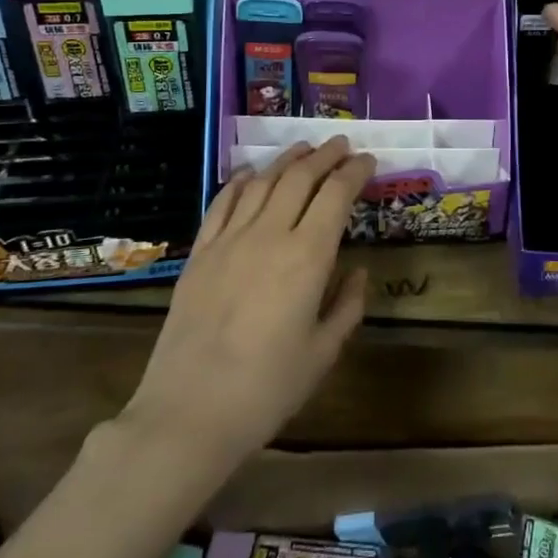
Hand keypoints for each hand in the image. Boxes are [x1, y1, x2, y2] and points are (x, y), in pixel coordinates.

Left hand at [118, 139, 372, 467]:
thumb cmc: (266, 389)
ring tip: (304, 148)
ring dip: (287, 160)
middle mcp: (269, 234)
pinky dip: (241, 181)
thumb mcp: (322, 354)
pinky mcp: (200, 253)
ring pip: (263, 182)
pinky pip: (223, 203)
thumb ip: (347, 306)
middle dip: (325, 155)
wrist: (188, 412)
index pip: (336, 195)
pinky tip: (251, 174)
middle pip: (300, 177)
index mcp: (307, 257)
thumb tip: (357, 272)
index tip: (368, 160)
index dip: (355, 172)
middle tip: (341, 145)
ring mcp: (230, 240)